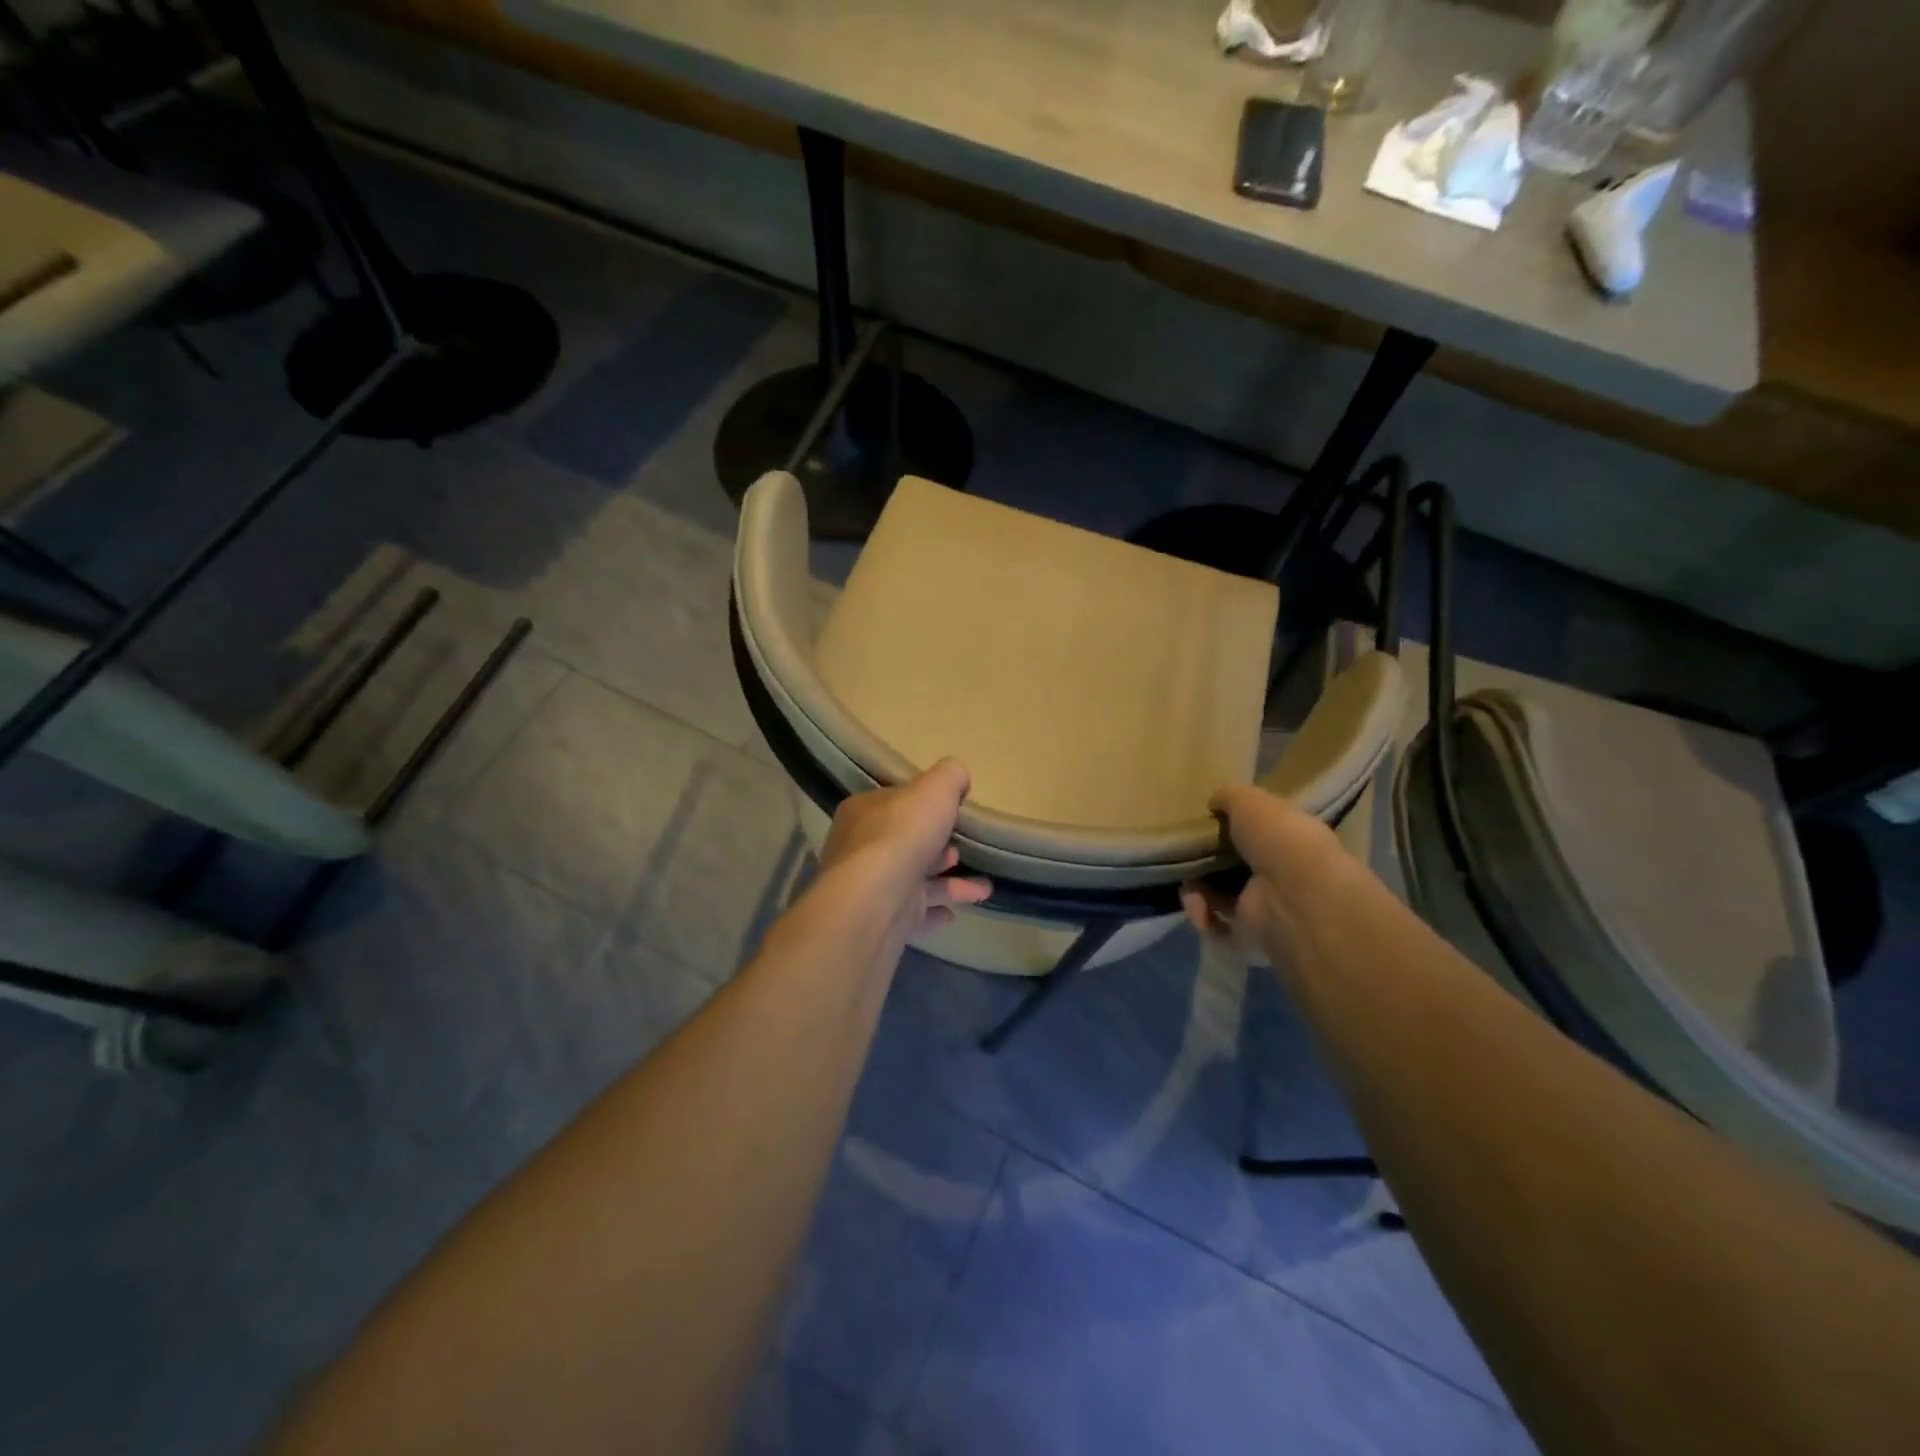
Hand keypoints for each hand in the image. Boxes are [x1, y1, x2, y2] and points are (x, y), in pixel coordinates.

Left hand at [814, 759, 991, 941]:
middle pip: (905, 844)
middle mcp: (860, 849)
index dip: (924, 807)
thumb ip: (949, 776)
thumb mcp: (934, 789)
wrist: (875, 902)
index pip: (895, 804)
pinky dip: (934, 913)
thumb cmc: (903, 835)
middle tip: (962, 851)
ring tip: (983, 888)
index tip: (951, 814)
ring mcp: (871, 889)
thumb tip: (958, 776)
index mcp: (864, 813)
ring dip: (949, 884)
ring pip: (915, 882)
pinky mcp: (881, 922)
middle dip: (937, 848)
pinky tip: (954, 915)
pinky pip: (913, 915)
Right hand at [1180, 784, 1347, 964]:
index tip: (1206, 826)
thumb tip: (1214, 803)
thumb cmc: (1277, 837)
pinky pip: (1218, 927)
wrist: (1294, 893)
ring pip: (1221, 899)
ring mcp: (1267, 908)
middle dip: (1205, 864)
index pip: (1257, 835)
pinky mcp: (1252, 937)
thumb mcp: (1249, 800)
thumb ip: (1230, 797)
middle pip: (1233, 868)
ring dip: (1198, 892)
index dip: (1230, 830)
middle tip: (1187, 858)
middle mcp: (1280, 875)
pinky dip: (1204, 917)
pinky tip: (1199, 906)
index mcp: (1288, 840)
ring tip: (1189, 887)